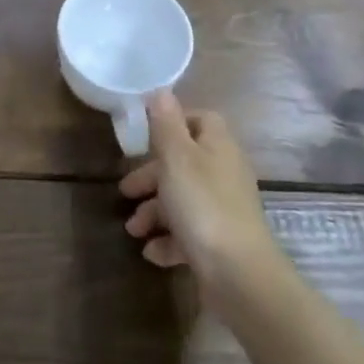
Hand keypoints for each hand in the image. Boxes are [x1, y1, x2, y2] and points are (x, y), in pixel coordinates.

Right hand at [121, 92, 279, 293]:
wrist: (238, 273)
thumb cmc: (202, 204)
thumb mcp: (177, 157)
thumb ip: (166, 124)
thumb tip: (161, 90)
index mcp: (218, 147)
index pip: (201, 120)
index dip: (174, 123)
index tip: (145, 136)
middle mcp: (224, 173)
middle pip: (185, 163)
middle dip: (151, 177)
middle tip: (125, 191)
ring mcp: (224, 210)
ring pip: (183, 200)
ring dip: (154, 212)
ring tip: (133, 229)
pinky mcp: (220, 242)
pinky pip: (189, 234)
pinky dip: (168, 240)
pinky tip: (151, 252)